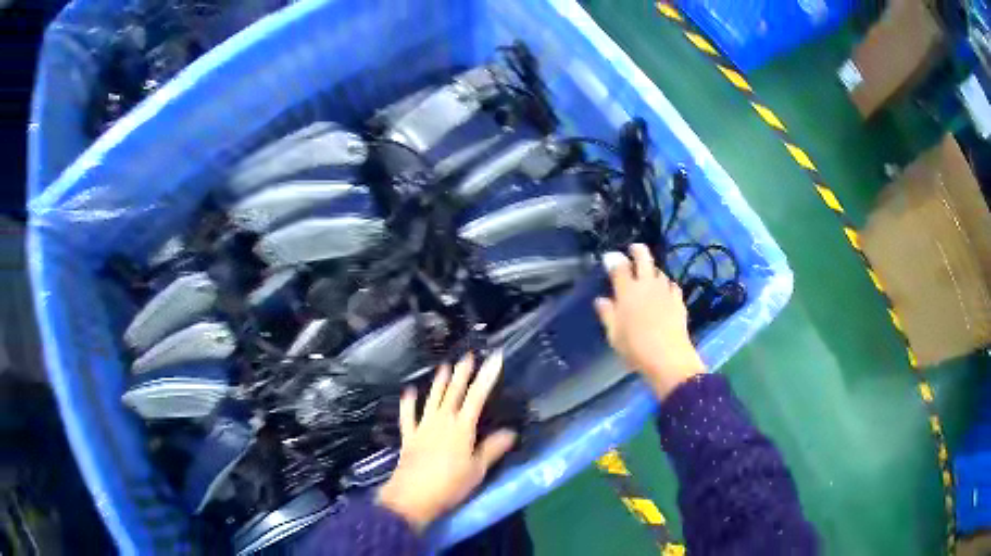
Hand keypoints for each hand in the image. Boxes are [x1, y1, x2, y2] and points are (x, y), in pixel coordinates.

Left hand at [377, 352, 517, 531]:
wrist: (413, 496)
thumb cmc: (450, 485)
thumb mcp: (477, 470)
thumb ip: (493, 449)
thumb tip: (511, 432)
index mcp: (461, 428)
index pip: (477, 396)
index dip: (487, 376)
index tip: (495, 358)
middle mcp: (441, 421)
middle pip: (453, 392)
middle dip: (462, 373)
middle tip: (468, 355)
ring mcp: (422, 427)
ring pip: (432, 399)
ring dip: (439, 382)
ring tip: (444, 366)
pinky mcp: (409, 437)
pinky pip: (407, 416)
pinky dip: (408, 403)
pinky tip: (408, 392)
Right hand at [594, 243, 704, 399]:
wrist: (668, 358)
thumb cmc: (635, 348)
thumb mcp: (614, 335)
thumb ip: (607, 314)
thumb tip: (602, 300)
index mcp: (627, 291)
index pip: (619, 266)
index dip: (614, 259)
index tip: (610, 257)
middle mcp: (647, 285)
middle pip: (644, 257)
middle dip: (637, 250)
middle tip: (633, 250)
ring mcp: (665, 291)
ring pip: (659, 271)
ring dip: (652, 269)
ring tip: (648, 274)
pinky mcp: (679, 300)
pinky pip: (671, 285)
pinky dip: (666, 284)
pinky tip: (664, 292)